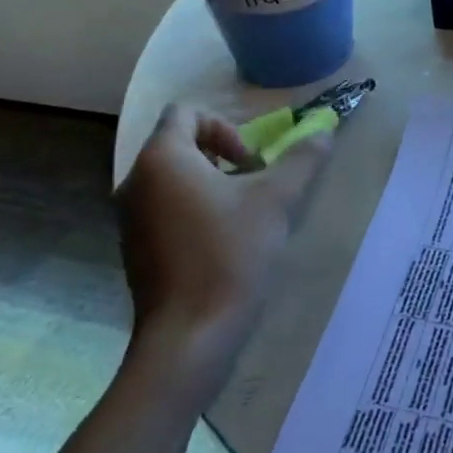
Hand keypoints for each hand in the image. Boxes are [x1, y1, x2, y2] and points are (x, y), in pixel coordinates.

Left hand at [114, 104, 330, 382]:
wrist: (189, 339)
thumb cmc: (229, 254)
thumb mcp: (276, 199)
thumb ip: (301, 159)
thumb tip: (323, 133)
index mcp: (162, 158)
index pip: (186, 113)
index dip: (224, 126)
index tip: (250, 162)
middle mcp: (136, 181)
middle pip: (179, 144)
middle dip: (221, 156)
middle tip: (253, 185)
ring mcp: (129, 219)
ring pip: (172, 179)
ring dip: (209, 184)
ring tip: (242, 215)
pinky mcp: (134, 250)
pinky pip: (164, 210)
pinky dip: (193, 211)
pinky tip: (222, 243)